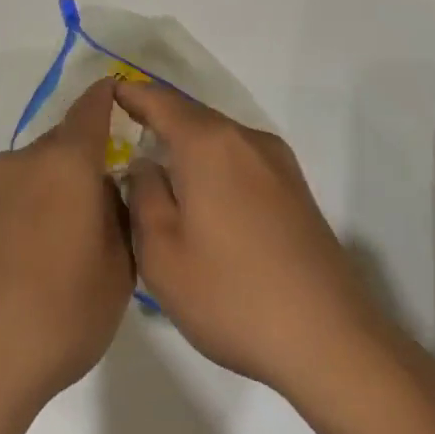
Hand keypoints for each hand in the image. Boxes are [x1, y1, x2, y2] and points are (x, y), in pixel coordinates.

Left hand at [0, 79, 134, 414]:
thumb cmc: (60, 312)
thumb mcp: (118, 268)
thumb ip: (121, 216)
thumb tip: (108, 189)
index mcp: (65, 162)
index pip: (91, 108)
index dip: (110, 97)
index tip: (125, 99)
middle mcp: (23, 163)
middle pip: (64, 142)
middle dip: (90, 159)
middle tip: (113, 201)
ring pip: (39, 171)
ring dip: (61, 188)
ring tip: (78, 239)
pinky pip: (15, 197)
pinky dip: (35, 209)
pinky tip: (42, 257)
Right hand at [114, 80, 393, 403]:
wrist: (328, 339)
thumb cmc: (231, 295)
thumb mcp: (163, 253)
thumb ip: (144, 195)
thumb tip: (146, 165)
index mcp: (210, 145)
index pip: (161, 101)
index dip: (132, 94)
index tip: (107, 94)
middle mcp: (248, 140)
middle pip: (194, 117)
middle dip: (158, 120)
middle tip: (123, 135)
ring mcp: (279, 164)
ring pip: (220, 140)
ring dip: (188, 146)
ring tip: (157, 168)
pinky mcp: (296, 191)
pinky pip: (242, 161)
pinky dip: (214, 166)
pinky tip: (202, 198)